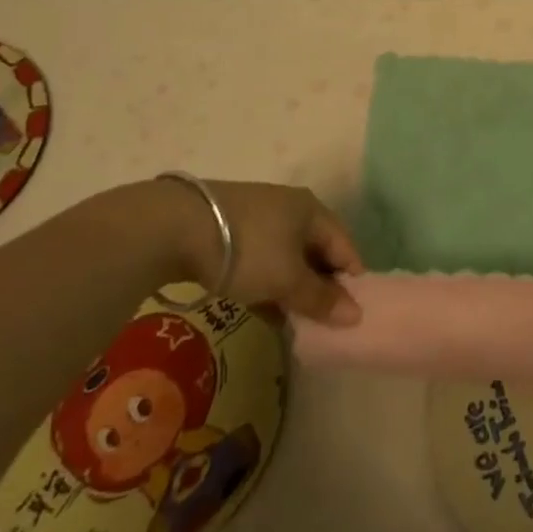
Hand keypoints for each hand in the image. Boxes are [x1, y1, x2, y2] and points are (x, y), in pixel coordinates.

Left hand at [169, 179, 364, 326]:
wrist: (177, 228)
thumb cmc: (249, 250)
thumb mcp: (287, 279)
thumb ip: (321, 298)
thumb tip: (356, 315)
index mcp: (313, 210)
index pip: (345, 246)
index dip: (352, 279)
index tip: (352, 314)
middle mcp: (291, 209)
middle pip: (317, 252)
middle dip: (320, 287)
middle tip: (322, 323)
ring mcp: (260, 218)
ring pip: (288, 258)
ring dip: (293, 289)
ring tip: (294, 322)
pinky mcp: (232, 232)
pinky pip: (263, 262)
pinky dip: (269, 285)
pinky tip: (264, 311)